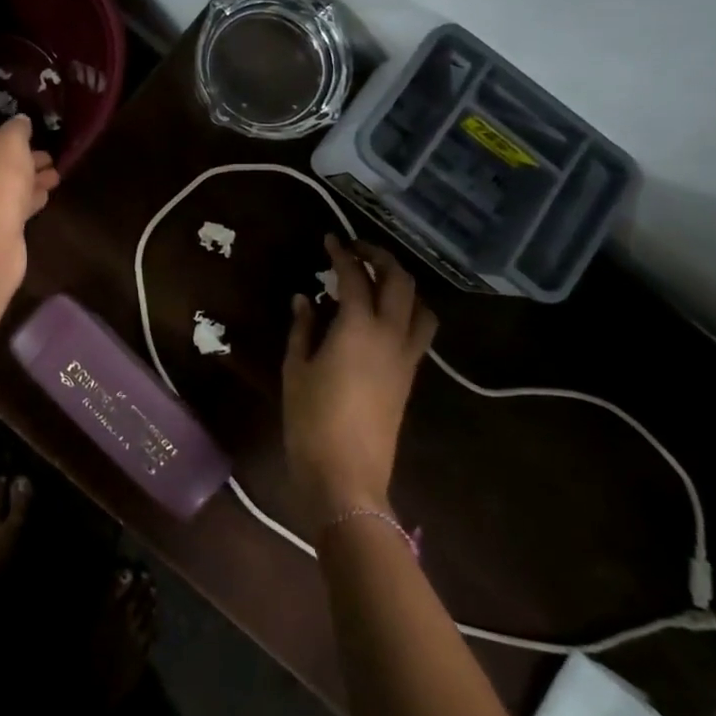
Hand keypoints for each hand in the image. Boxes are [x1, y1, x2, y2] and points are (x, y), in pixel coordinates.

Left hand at [0, 116, 59, 234]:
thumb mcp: (13, 140)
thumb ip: (18, 128)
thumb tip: (20, 121)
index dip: (7, 137)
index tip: (31, 140)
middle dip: (20, 161)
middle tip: (47, 160)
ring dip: (24, 182)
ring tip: (54, 178)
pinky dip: (19, 202)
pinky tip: (43, 197)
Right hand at [282, 233, 436, 526]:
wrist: (347, 476)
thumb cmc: (311, 420)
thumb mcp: (295, 368)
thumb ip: (302, 327)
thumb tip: (305, 298)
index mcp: (358, 328)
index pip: (355, 276)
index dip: (342, 253)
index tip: (329, 239)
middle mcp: (390, 335)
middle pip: (400, 282)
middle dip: (380, 257)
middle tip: (355, 251)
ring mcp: (406, 357)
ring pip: (420, 306)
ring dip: (401, 284)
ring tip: (376, 280)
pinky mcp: (410, 377)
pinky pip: (418, 330)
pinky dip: (406, 310)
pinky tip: (380, 316)